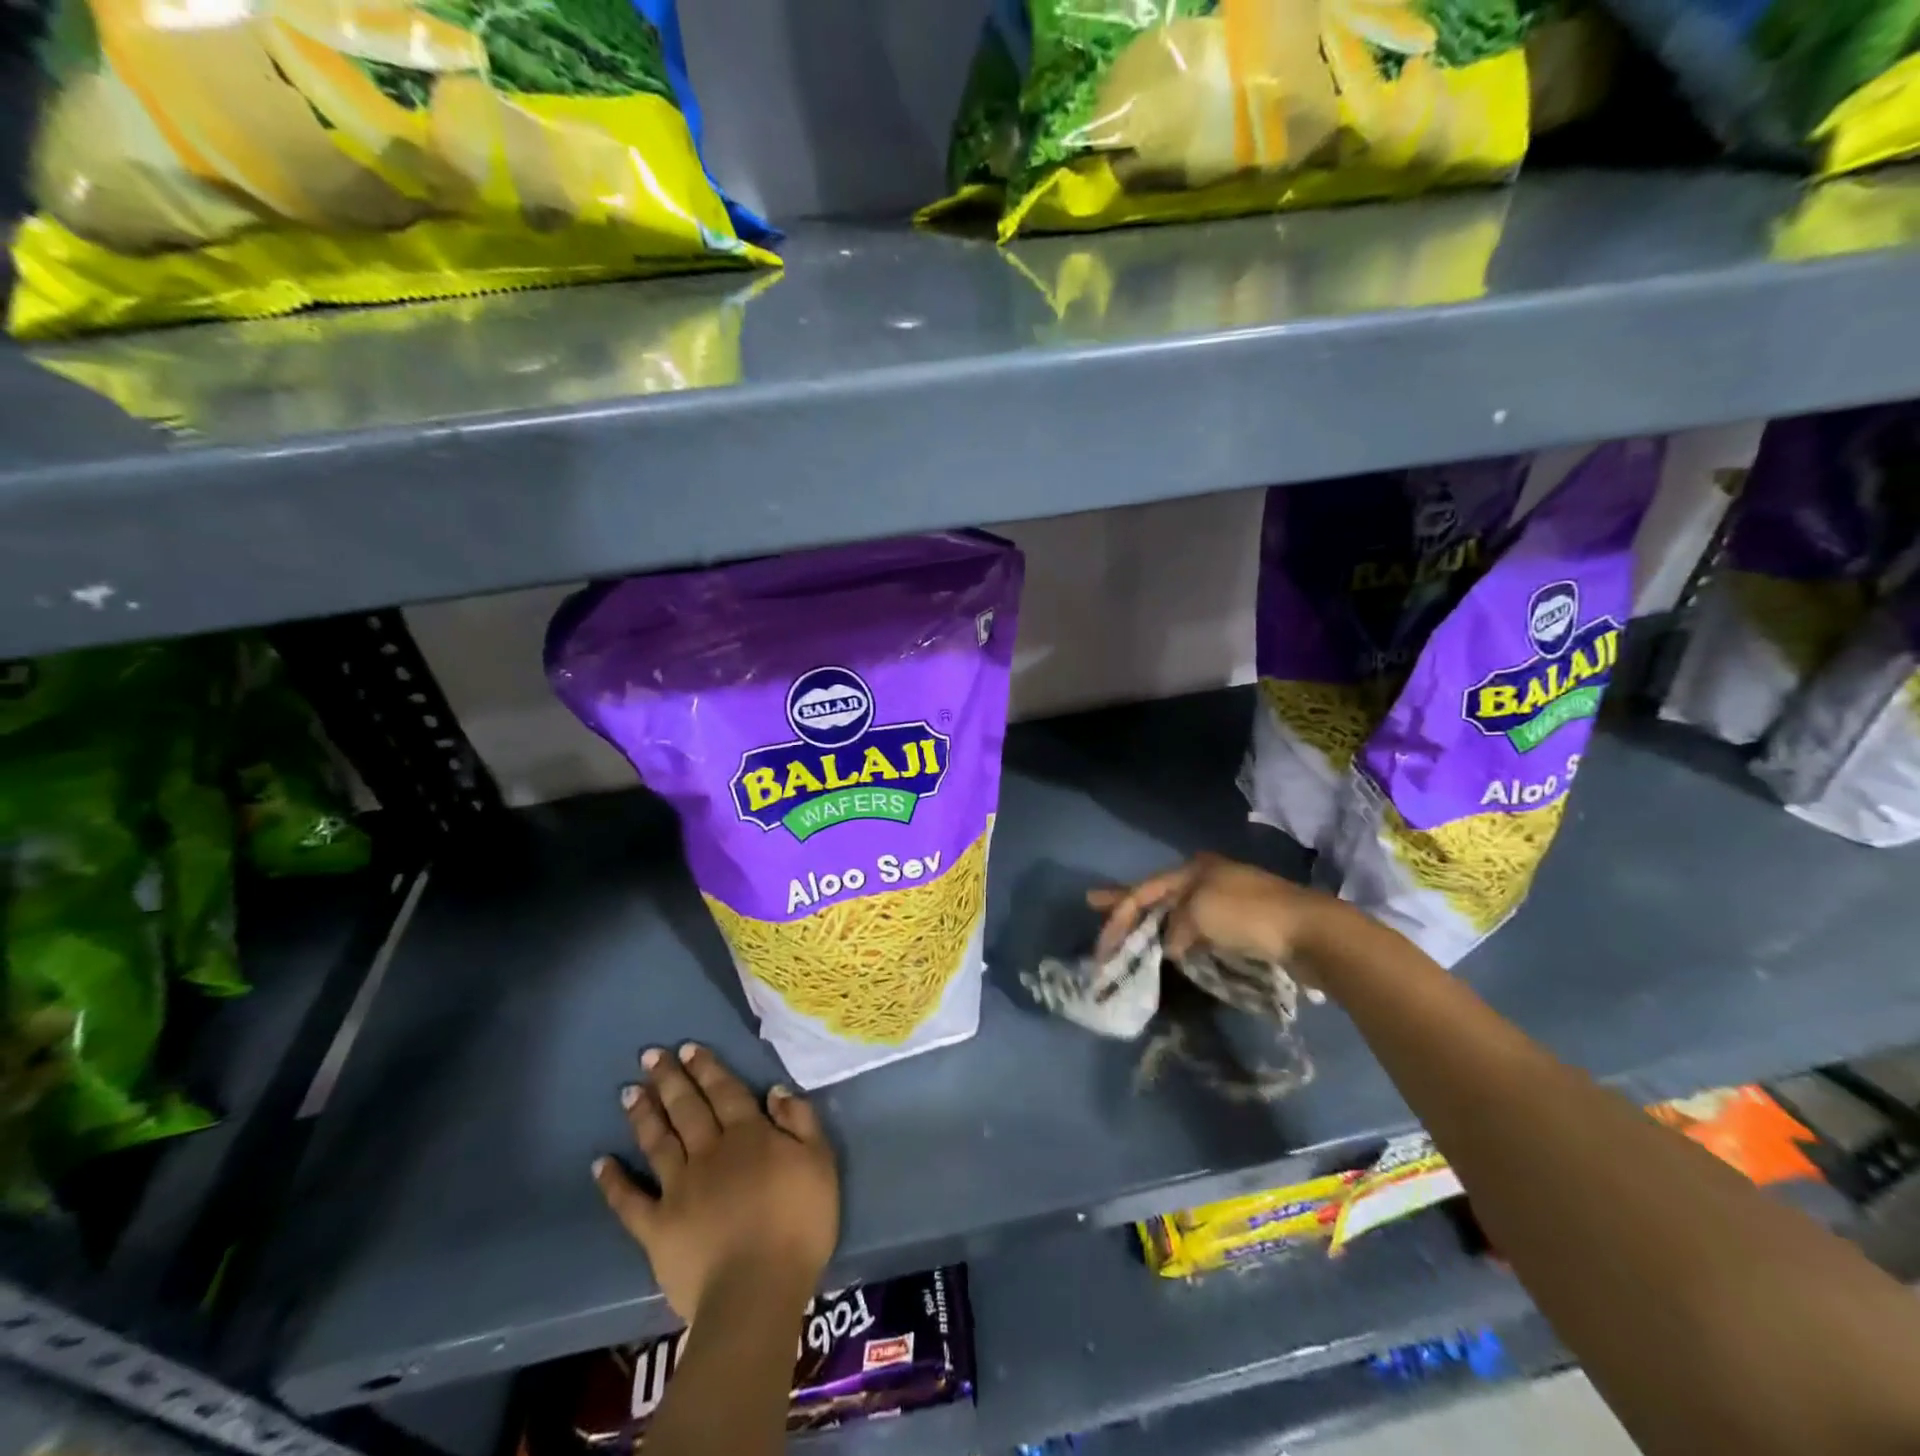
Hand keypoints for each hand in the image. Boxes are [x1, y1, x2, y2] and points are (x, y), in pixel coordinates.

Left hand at [594, 1043, 838, 1323]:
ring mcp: (678, 1188)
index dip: (707, 1068)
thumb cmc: (798, 1224)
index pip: (725, 1091)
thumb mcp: (819, 1162)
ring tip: (629, 1092)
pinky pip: (629, 1201)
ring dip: (643, 1115)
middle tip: (649, 1056)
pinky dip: (613, 1181)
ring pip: (658, 1142)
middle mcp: (709, 1152)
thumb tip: (774, 1090)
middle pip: (687, 1108)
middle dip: (669, 1079)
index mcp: (748, 1135)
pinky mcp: (657, 1228)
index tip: (688, 1048)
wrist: (757, 1290)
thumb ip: (800, 1122)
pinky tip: (599, 1162)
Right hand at [1088, 852, 1331, 986]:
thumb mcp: (1199, 913)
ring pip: (1177, 911)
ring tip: (1129, 932)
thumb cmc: (1248, 914)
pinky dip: (1179, 937)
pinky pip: (1197, 928)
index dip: (1117, 908)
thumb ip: (1175, 928)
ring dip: (1153, 923)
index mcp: (1193, 868)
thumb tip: (1171, 946)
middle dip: (1127, 904)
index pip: (1144, 888)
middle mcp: (1206, 878)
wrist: (1310, 931)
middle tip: (1095, 906)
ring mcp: (1225, 900)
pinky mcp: (1242, 924)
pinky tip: (1171, 947)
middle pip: (1157, 894)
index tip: (1096, 927)